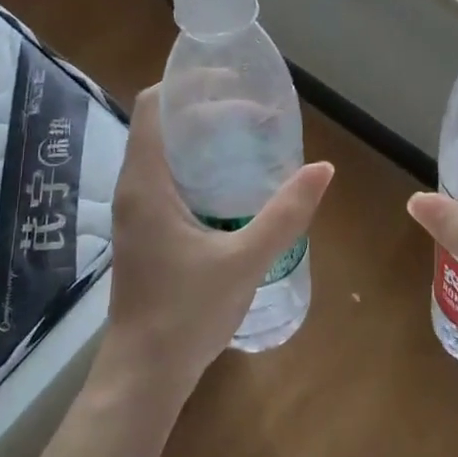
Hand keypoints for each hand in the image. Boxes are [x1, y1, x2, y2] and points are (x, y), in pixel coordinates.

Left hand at [98, 85, 333, 408]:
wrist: (144, 375)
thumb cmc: (187, 314)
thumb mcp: (244, 260)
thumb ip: (285, 214)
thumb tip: (324, 169)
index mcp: (146, 183)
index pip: (152, 106)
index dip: (187, 84)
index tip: (231, 81)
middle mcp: (133, 189)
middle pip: (162, 125)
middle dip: (205, 109)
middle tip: (254, 111)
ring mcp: (136, 212)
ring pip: (164, 153)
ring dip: (202, 139)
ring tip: (249, 138)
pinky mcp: (145, 232)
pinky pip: (168, 179)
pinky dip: (198, 167)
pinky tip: (234, 184)